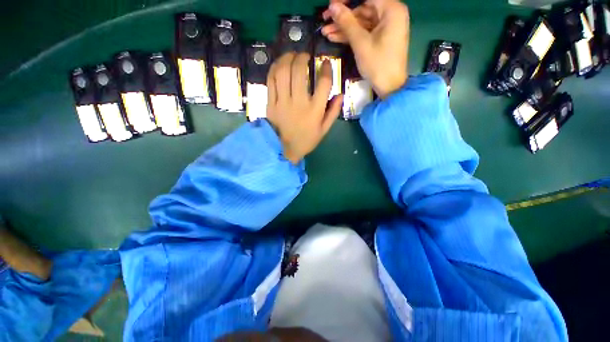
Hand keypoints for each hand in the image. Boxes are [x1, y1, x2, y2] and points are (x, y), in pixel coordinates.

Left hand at [266, 52, 342, 163]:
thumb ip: (333, 112)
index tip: (325, 63)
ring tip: (291, 56)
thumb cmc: (307, 140)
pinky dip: (275, 68)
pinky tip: (279, 65)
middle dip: (302, 57)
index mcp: (315, 111)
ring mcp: (283, 103)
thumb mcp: (324, 130)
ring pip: (283, 72)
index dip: (326, 68)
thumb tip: (341, 94)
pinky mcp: (271, 104)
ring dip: (287, 58)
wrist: (286, 150)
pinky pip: (271, 81)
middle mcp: (299, 103)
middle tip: (304, 55)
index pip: (323, 83)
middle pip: (299, 71)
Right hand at [322, 0, 409, 97]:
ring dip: (343, 28)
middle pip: (363, 9)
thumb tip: (332, 5)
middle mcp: (390, 14)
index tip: (331, 5)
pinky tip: (334, 37)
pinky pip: (364, 32)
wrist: (390, 87)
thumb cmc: (378, 64)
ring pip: (361, 22)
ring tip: (325, 32)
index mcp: (391, 9)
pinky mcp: (380, 38)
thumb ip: (346, 22)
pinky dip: (351, 35)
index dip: (346, 1)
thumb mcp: (360, 43)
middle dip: (342, 17)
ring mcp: (385, 27)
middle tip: (324, 21)